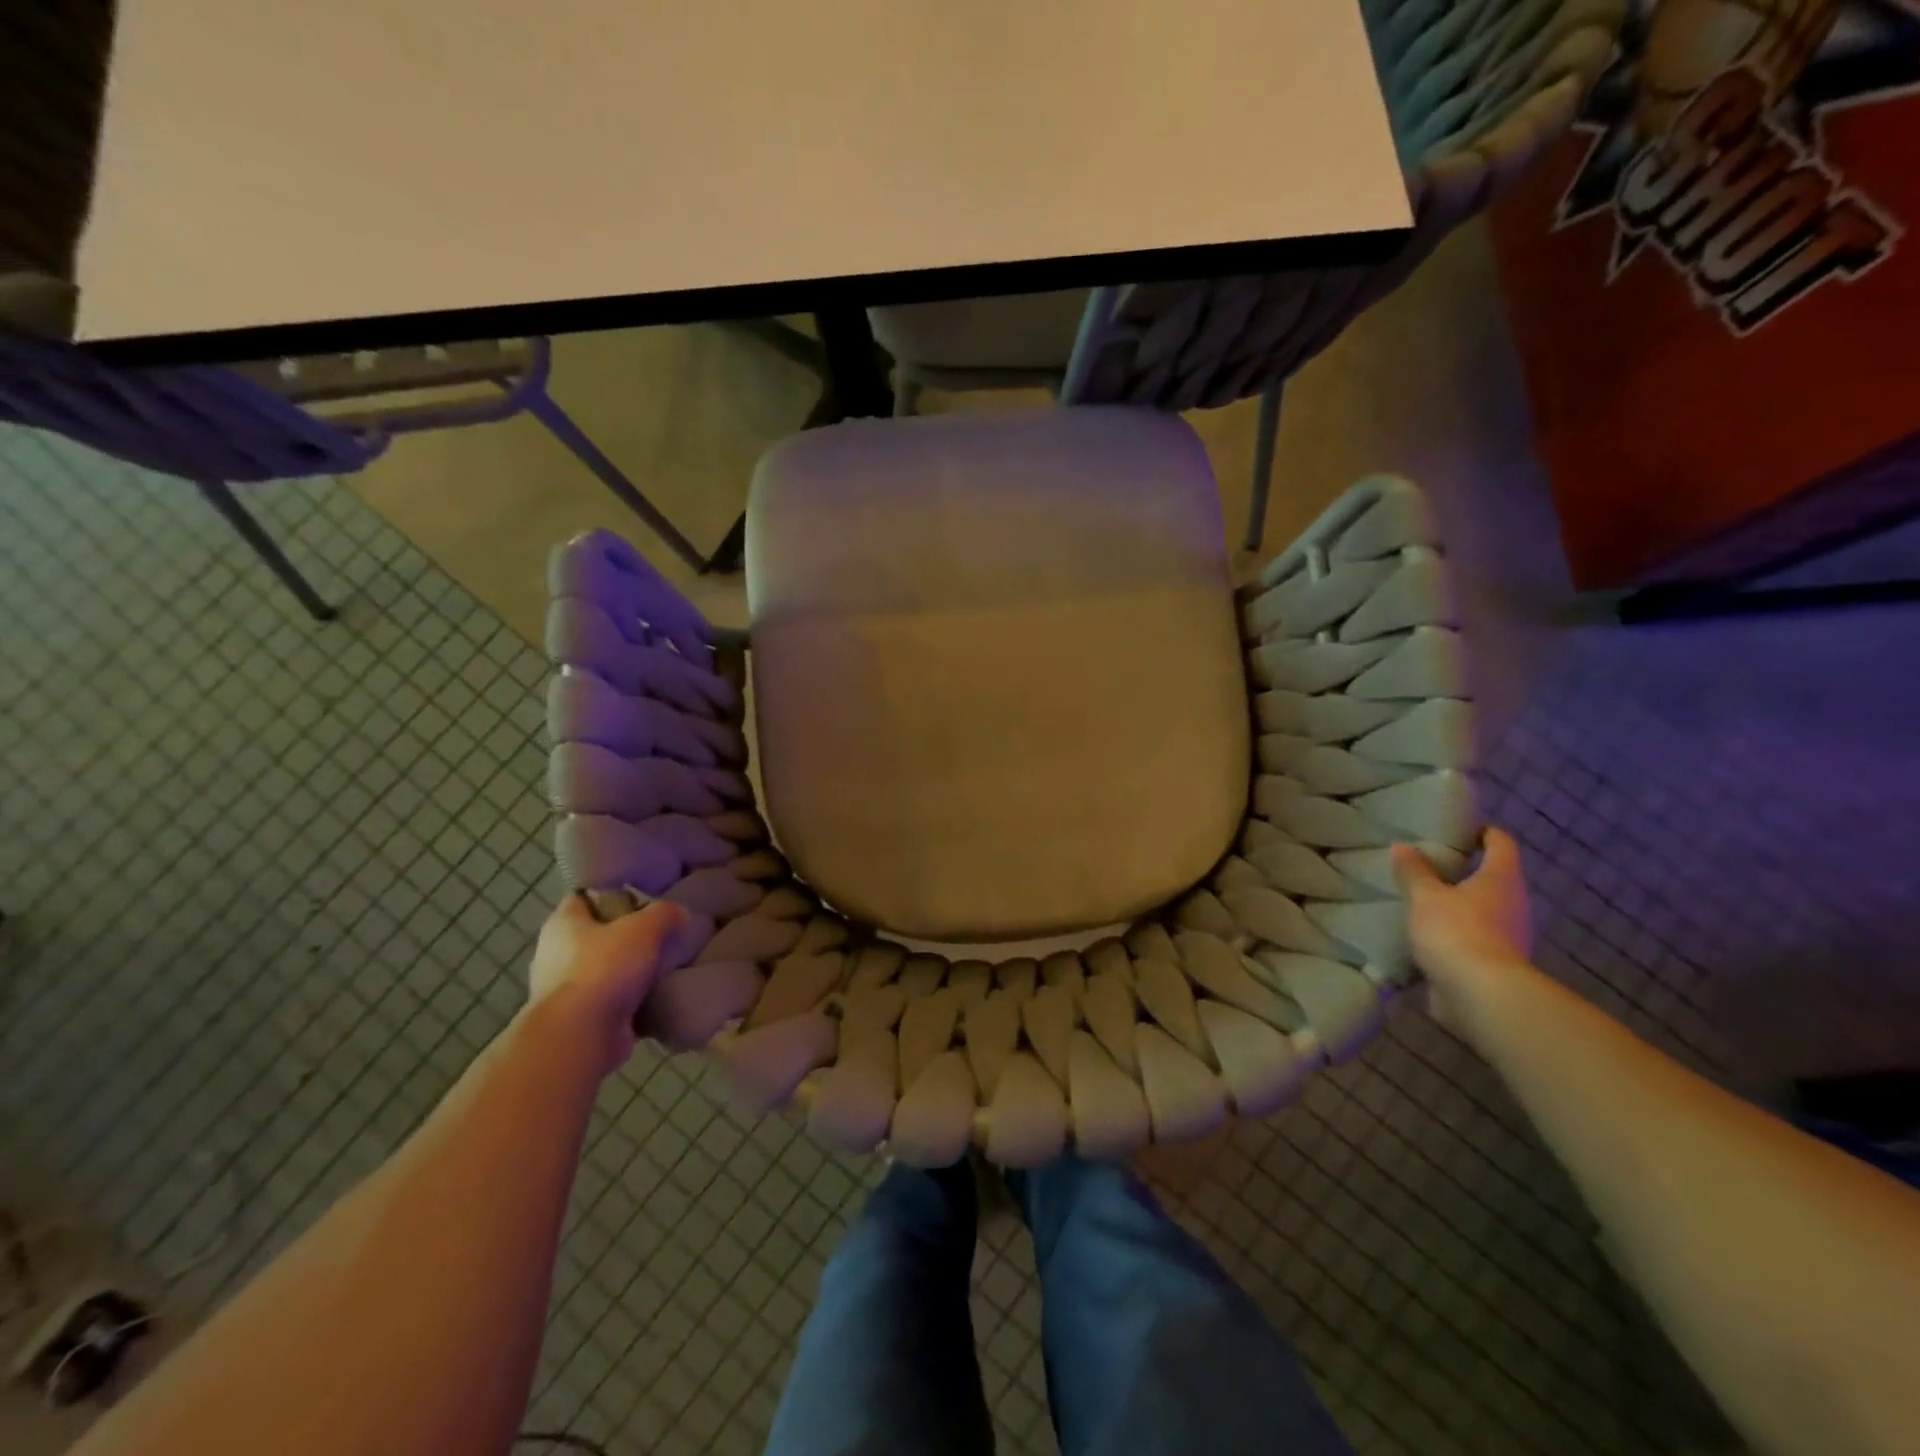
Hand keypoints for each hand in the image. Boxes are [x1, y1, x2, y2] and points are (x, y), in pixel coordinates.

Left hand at [529, 895, 688, 1076]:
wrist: (581, 1036)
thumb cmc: (604, 969)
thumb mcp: (644, 928)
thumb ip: (664, 913)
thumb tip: (679, 913)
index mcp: (562, 923)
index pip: (585, 896)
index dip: (614, 892)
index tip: (645, 896)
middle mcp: (556, 953)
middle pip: (599, 933)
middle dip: (629, 933)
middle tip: (663, 930)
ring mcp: (565, 988)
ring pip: (606, 967)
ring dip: (632, 968)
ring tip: (666, 963)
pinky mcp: (580, 1017)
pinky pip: (612, 999)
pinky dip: (632, 997)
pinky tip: (659, 993)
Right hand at [1392, 829, 1533, 1037]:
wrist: (1481, 996)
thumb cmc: (1457, 931)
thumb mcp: (1424, 896)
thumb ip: (1413, 871)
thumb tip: (1403, 847)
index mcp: (1501, 879)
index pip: (1500, 843)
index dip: (1483, 832)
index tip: (1458, 829)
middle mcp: (1513, 904)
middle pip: (1492, 877)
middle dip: (1463, 871)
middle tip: (1426, 865)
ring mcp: (1508, 936)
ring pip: (1481, 910)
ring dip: (1456, 904)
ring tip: (1419, 900)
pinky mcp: (1495, 963)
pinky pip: (1472, 938)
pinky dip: (1452, 933)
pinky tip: (1424, 934)